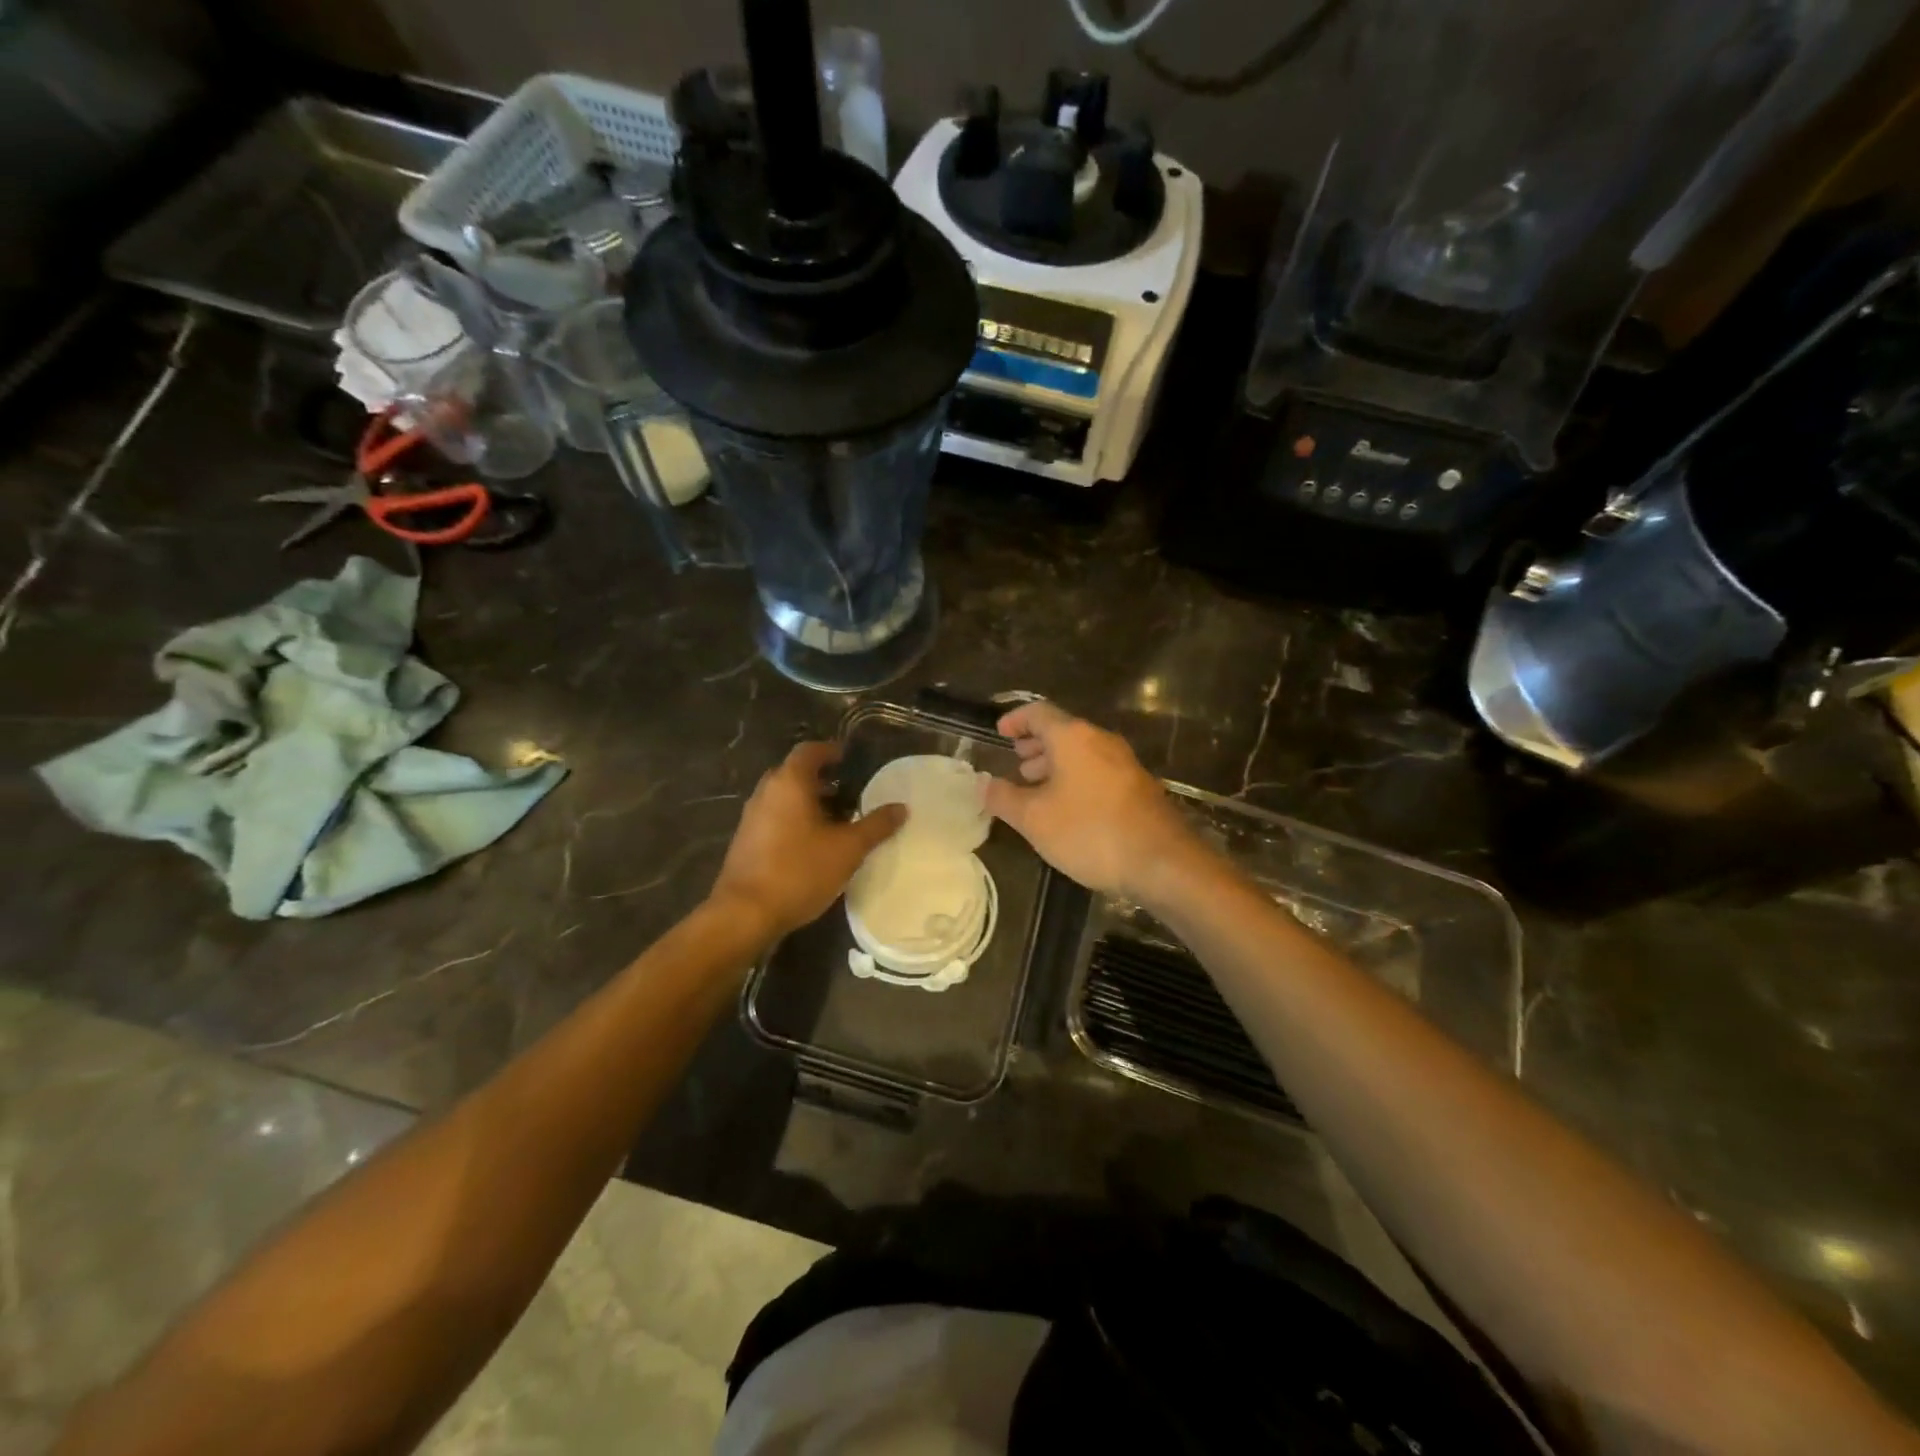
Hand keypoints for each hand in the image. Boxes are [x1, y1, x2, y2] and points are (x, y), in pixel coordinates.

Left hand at [709, 741, 906, 940]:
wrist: (745, 914)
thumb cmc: (799, 871)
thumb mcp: (847, 849)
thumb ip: (876, 826)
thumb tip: (901, 808)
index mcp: (789, 783)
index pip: (809, 751)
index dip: (831, 751)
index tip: (850, 759)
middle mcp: (766, 792)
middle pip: (795, 773)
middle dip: (822, 779)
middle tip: (849, 791)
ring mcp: (751, 817)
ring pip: (784, 798)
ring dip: (809, 802)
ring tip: (838, 820)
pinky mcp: (746, 841)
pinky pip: (775, 818)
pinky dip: (795, 820)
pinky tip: (814, 845)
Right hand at [984, 701, 1197, 900]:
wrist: (1162, 862)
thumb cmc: (1089, 832)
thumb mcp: (1035, 819)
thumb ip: (1004, 798)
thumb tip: (984, 784)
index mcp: (1073, 737)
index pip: (1039, 713)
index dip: (1016, 720)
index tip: (1000, 732)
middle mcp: (1101, 741)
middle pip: (1063, 732)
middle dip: (1036, 745)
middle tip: (1016, 762)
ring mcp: (1124, 763)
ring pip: (1081, 753)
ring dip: (1055, 764)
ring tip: (1035, 786)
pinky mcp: (1138, 787)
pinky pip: (1097, 771)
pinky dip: (1075, 779)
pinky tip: (1067, 807)